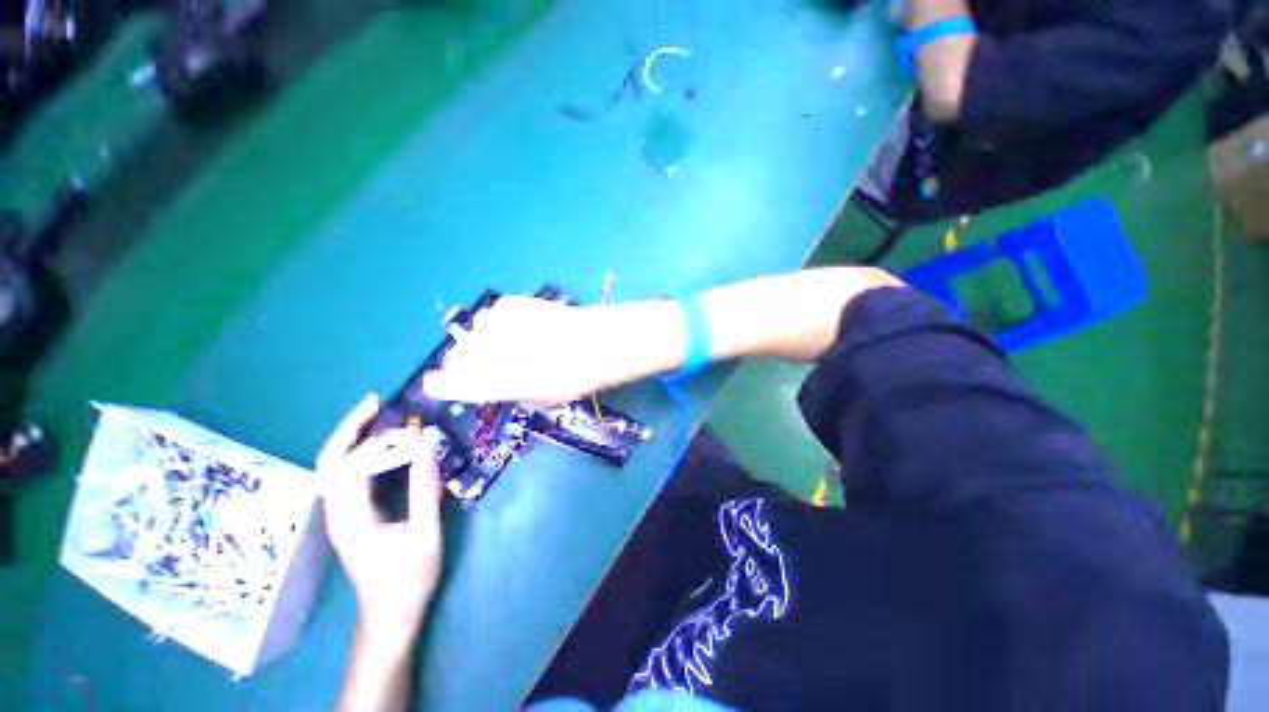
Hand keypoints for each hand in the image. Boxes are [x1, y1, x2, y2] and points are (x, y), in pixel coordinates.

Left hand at [318, 395, 443, 648]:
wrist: (390, 615)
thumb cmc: (408, 579)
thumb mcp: (424, 534)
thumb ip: (425, 489)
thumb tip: (428, 447)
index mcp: (351, 518)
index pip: (355, 466)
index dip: (385, 444)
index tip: (420, 436)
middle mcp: (337, 511)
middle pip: (330, 460)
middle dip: (350, 427)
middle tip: (376, 401)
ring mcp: (341, 513)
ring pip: (334, 466)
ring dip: (354, 437)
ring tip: (379, 414)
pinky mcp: (351, 515)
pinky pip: (349, 475)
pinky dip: (362, 453)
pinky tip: (383, 444)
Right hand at [420, 296, 671, 405]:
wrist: (594, 344)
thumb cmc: (570, 380)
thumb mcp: (537, 399)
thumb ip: (506, 391)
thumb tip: (496, 382)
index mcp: (483, 383)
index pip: (440, 384)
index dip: (444, 385)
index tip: (448, 385)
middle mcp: (480, 352)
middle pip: (454, 356)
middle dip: (466, 363)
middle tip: (490, 366)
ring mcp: (493, 324)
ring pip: (474, 332)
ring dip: (486, 340)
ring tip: (513, 343)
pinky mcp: (510, 303)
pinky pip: (495, 314)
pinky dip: (503, 322)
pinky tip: (523, 325)